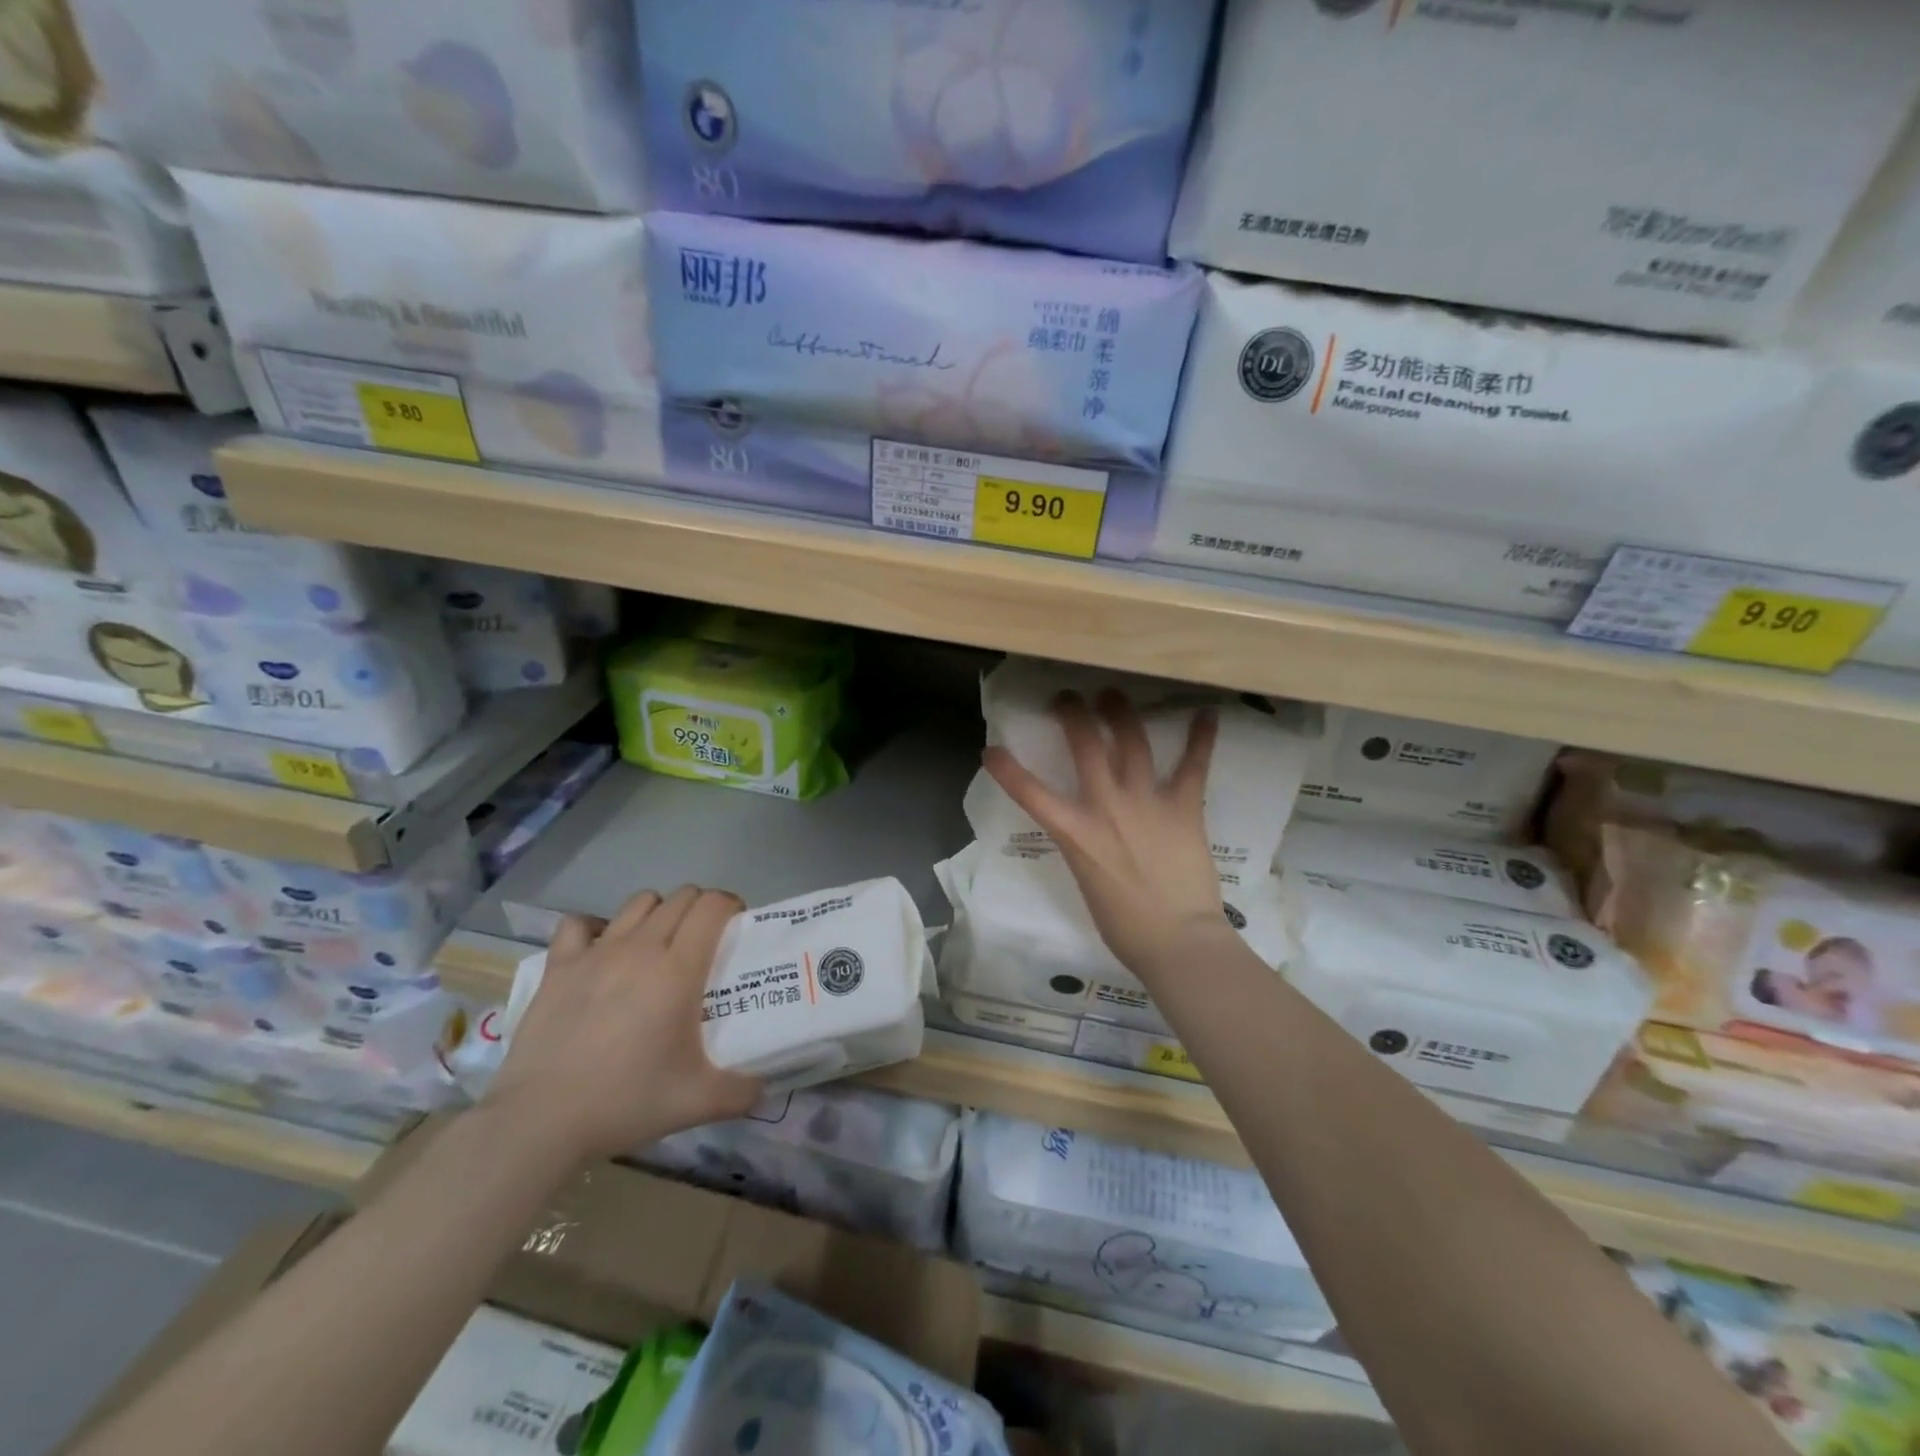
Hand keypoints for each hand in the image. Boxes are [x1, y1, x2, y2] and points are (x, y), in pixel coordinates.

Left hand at [483, 885, 763, 1163]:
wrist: (540, 1121)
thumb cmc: (625, 1101)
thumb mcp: (697, 1103)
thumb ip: (742, 1092)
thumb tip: (764, 1087)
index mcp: (678, 969)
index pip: (713, 906)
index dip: (731, 906)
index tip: (737, 926)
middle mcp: (641, 947)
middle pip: (681, 897)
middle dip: (700, 908)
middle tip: (705, 940)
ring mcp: (596, 953)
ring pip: (639, 902)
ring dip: (658, 912)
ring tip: (659, 943)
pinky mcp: (559, 966)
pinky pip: (579, 924)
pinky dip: (595, 928)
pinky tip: (601, 950)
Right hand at [984, 689, 1229, 978]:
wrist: (1177, 941)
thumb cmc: (1125, 925)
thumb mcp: (1086, 880)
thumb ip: (1084, 846)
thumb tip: (1088, 829)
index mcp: (1076, 833)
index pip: (1031, 793)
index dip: (1007, 769)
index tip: (992, 750)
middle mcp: (1107, 806)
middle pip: (1086, 745)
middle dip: (1073, 714)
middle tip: (1068, 698)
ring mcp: (1147, 802)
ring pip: (1132, 742)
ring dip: (1121, 713)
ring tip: (1113, 694)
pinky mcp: (1184, 807)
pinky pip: (1193, 765)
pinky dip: (1201, 738)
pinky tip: (1207, 713)